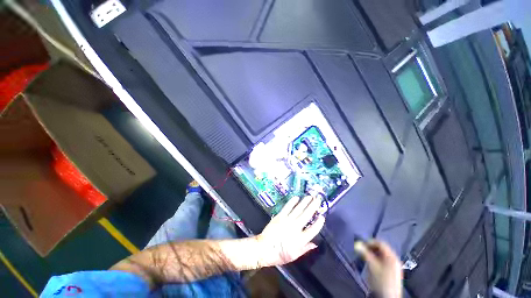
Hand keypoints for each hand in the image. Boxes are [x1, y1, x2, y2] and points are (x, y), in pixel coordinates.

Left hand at [255, 196, 324, 266]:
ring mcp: (287, 220)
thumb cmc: (280, 254)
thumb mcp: (294, 256)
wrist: (264, 248)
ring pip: (298, 209)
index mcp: (300, 240)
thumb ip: (305, 249)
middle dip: (313, 206)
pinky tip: (297, 197)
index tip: (322, 217)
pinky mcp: (280, 216)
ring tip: (310, 196)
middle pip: (307, 215)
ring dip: (305, 202)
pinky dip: (292, 202)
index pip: (313, 230)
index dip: (318, 223)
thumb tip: (315, 243)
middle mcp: (295, 228)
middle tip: (318, 199)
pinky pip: (288, 207)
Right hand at [354, 240, 402, 297]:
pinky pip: (384, 261)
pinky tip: (372, 264)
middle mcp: (395, 259)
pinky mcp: (393, 272)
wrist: (388, 297)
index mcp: (391, 256)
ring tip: (366, 257)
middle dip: (371, 248)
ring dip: (373, 254)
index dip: (370, 242)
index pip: (380, 243)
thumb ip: (364, 253)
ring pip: (383, 255)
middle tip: (362, 250)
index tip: (361, 245)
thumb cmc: (381, 280)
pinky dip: (377, 260)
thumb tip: (357, 244)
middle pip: (382, 249)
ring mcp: (395, 266)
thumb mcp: (372, 265)